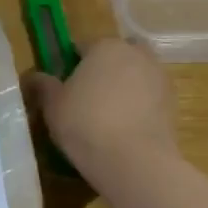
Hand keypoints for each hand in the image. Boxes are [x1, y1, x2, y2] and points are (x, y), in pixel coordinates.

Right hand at [25, 38, 177, 183]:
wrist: (134, 161)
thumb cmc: (85, 124)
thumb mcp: (53, 105)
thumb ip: (44, 85)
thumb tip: (34, 76)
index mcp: (105, 47)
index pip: (83, 46)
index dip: (71, 65)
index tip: (63, 86)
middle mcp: (136, 54)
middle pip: (116, 55)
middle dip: (105, 69)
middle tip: (88, 96)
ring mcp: (159, 77)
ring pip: (136, 75)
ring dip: (125, 86)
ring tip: (107, 116)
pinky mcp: (173, 103)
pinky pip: (149, 97)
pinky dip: (139, 106)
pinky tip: (125, 129)